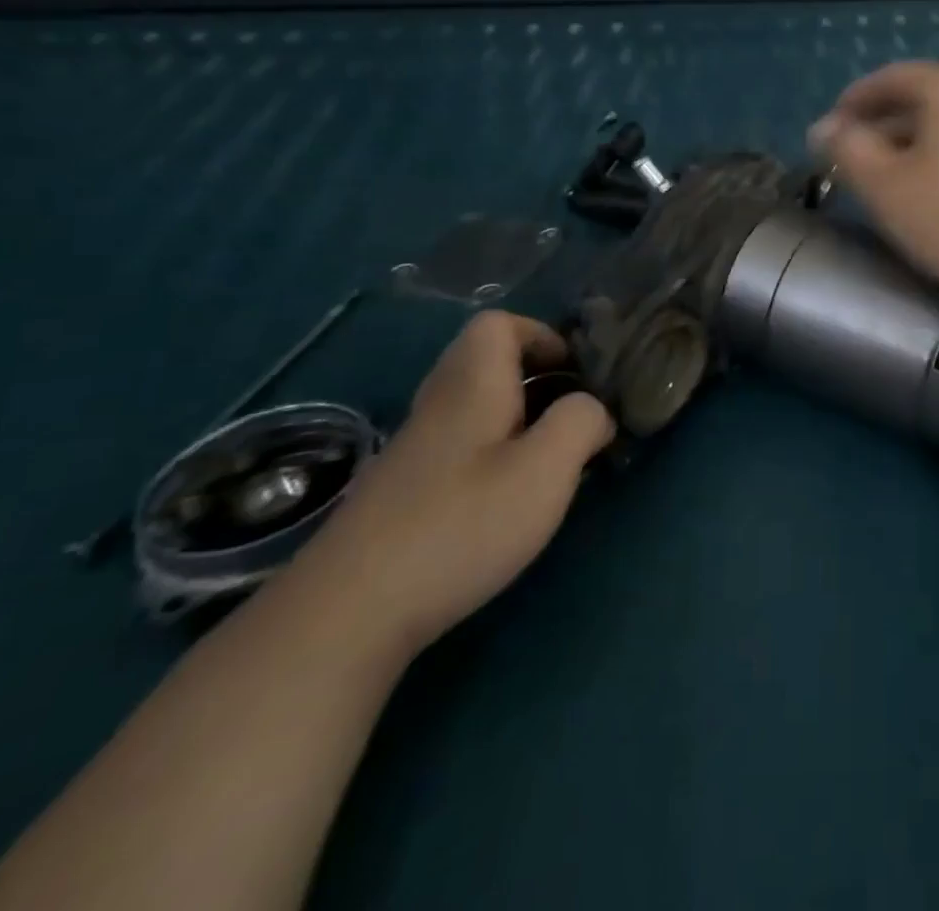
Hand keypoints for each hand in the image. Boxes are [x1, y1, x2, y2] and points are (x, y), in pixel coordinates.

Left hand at [290, 311, 613, 657]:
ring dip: (515, 417)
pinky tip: (504, 500)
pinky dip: (490, 453)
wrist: (346, 615)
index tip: (574, 374)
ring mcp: (412, 451)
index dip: (542, 335)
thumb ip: (581, 422)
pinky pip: (456, 445)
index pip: (498, 323)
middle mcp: (437, 406)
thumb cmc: (460, 526)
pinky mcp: (400, 493)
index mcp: (471, 386)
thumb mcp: (545, 469)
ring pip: (471, 406)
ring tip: (547, 460)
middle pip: (484, 361)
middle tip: (569, 415)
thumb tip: (592, 410)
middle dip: (534, 377)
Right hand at [810, 61, 938, 307]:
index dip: (855, 99)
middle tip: (855, 159)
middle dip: (882, 125)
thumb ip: (847, 150)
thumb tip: (823, 129)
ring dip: (914, 144)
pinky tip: (938, 192)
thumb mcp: (886, 186)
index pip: (893, 77)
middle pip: (924, 99)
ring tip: (891, 178)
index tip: (831, 129)